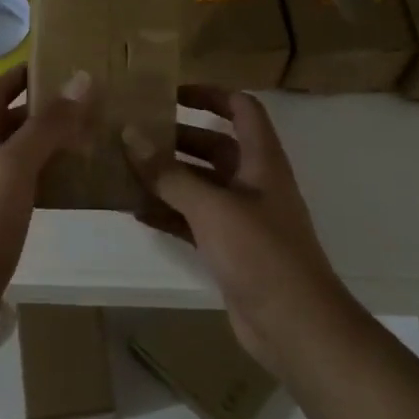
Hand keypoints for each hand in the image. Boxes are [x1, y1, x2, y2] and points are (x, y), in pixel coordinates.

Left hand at [0, 62, 93, 332]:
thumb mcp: (16, 163)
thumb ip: (48, 123)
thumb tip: (81, 79)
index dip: (25, 73)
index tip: (63, 62)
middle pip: (12, 119)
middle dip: (47, 109)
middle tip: (91, 104)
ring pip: (22, 152)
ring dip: (52, 142)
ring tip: (93, 136)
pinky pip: (27, 183)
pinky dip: (50, 174)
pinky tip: (77, 180)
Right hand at [125, 85, 354, 372]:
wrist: (295, 325)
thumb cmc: (261, 254)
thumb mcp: (212, 207)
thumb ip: (169, 173)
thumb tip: (130, 135)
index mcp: (261, 160)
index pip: (242, 109)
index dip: (211, 94)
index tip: (170, 93)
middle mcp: (252, 182)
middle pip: (214, 146)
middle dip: (175, 138)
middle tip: (132, 134)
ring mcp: (241, 217)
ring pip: (199, 184)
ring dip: (166, 177)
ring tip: (123, 169)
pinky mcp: (229, 248)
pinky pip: (193, 219)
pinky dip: (168, 212)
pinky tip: (136, 211)